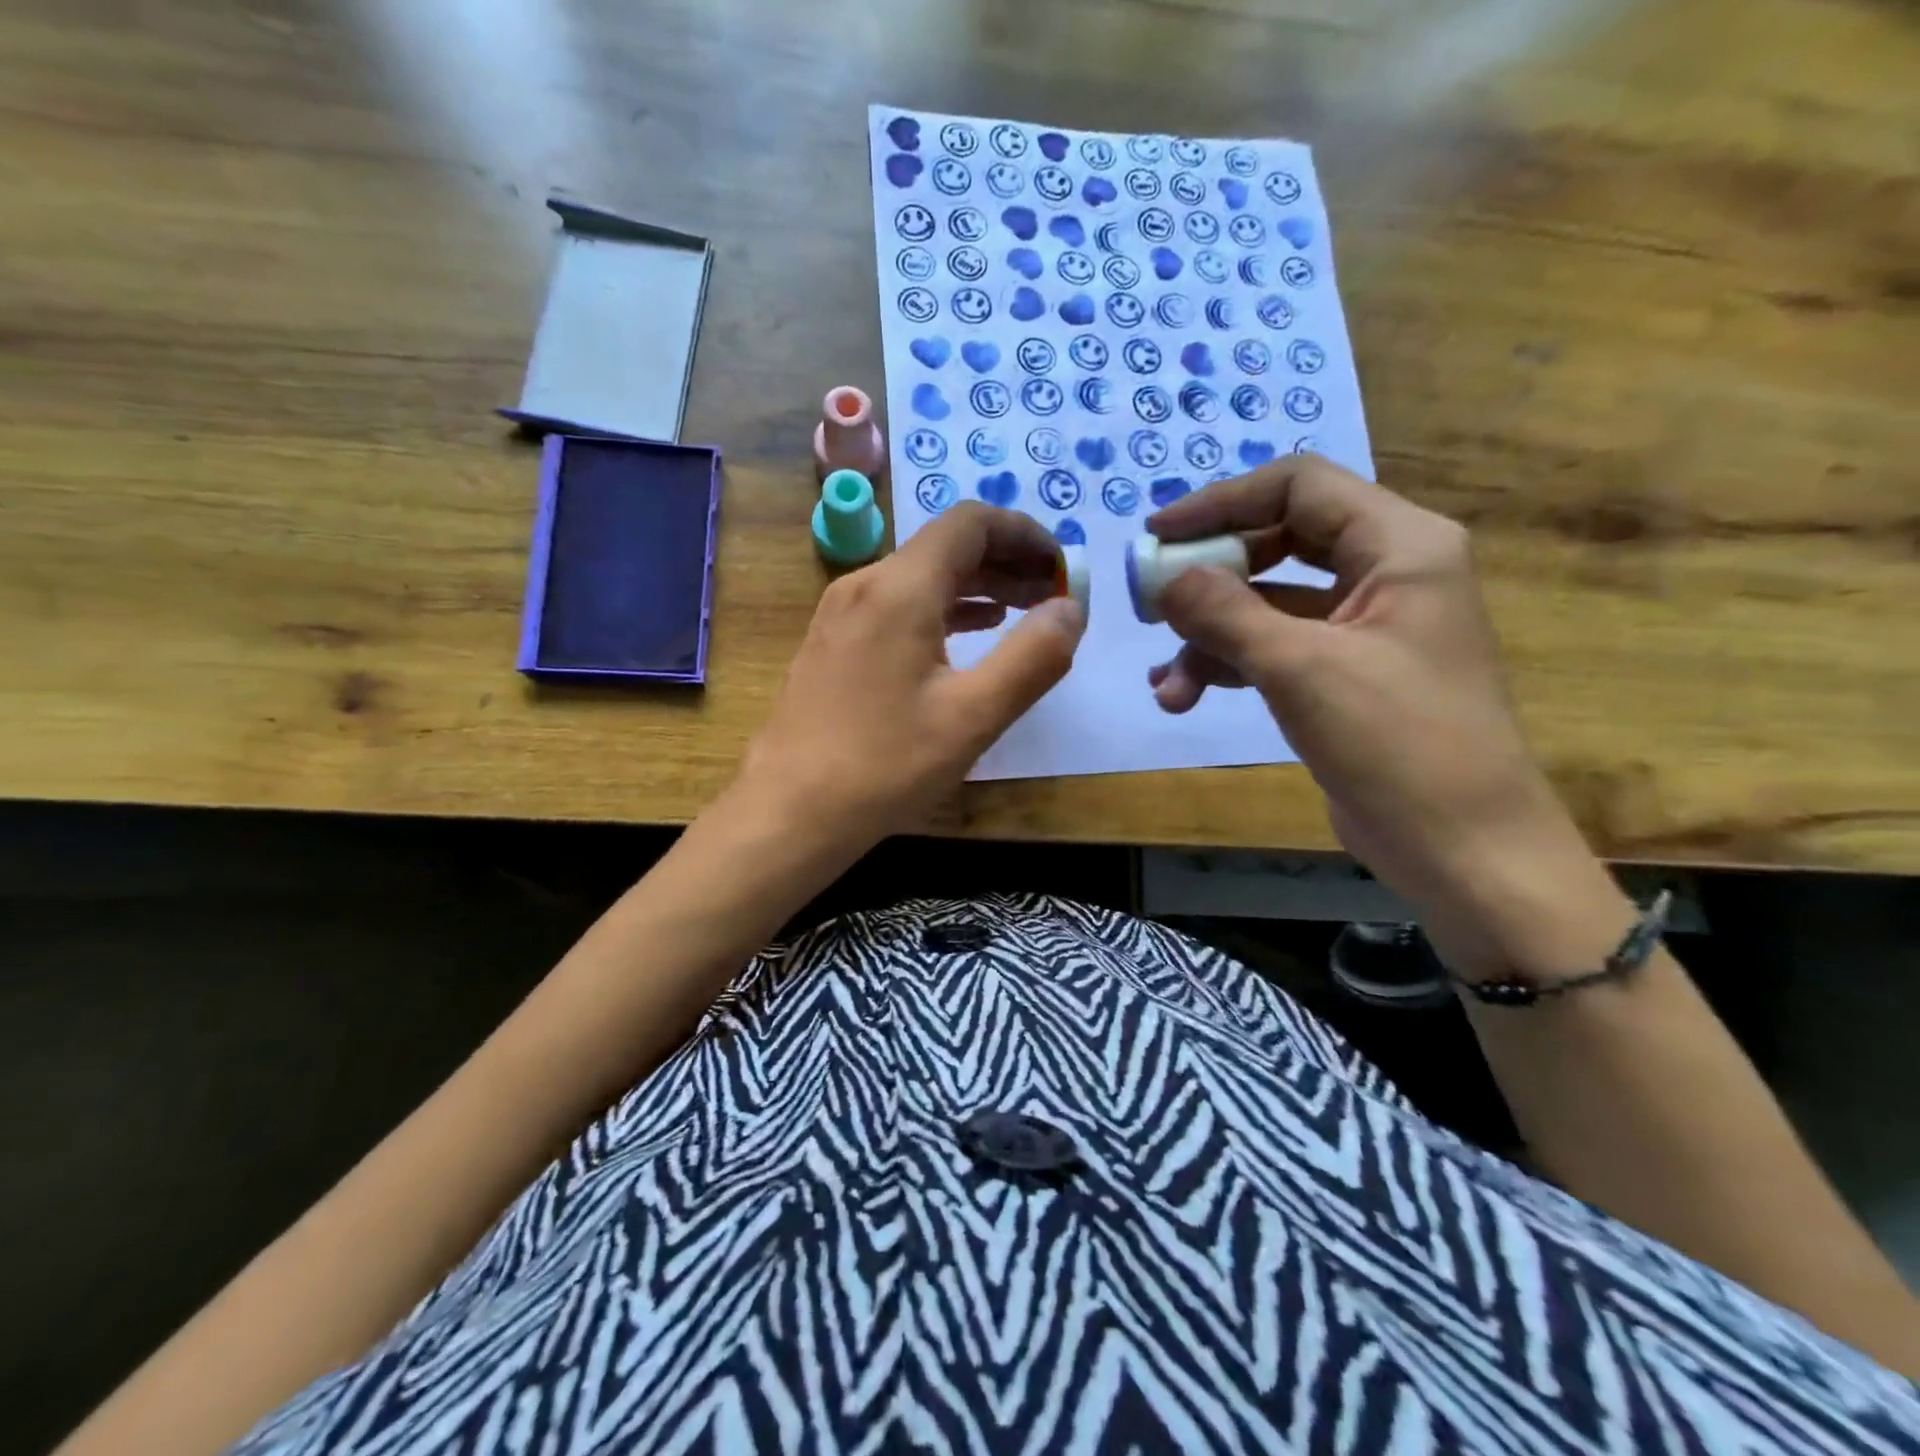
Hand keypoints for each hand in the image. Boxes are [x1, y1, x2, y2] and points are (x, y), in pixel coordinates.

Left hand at [737, 502, 1084, 853]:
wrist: (789, 811)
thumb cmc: (884, 766)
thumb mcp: (973, 716)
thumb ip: (1033, 657)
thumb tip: (1071, 607)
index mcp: (900, 589)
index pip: (971, 523)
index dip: (1025, 534)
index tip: (1062, 569)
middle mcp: (865, 585)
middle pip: (946, 546)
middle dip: (1007, 561)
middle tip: (1053, 595)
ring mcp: (842, 613)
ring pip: (922, 576)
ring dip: (977, 586)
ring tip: (1023, 613)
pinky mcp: (834, 642)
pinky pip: (898, 605)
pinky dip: (943, 609)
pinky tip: (970, 634)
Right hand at [1148, 455, 1623, 968]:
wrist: (1461, 848)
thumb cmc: (1398, 743)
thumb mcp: (1301, 668)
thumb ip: (1225, 612)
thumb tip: (1163, 576)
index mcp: (1399, 545)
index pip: (1299, 486)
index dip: (1221, 502)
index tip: (1157, 536)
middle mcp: (1384, 572)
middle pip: (1276, 543)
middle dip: (1208, 578)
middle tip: (1151, 603)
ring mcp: (1362, 626)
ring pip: (1267, 604)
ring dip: (1209, 638)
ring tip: (1167, 686)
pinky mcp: (1341, 674)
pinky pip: (1272, 648)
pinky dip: (1227, 665)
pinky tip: (1182, 698)